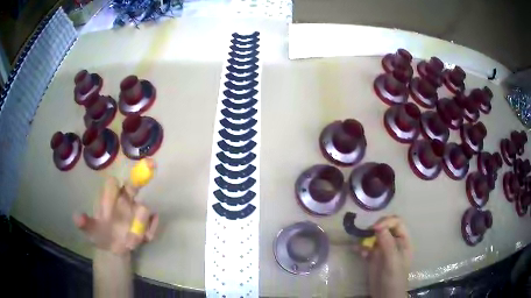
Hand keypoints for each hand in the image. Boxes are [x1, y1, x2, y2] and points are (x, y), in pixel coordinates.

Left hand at [73, 170, 158, 254]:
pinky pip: (153, 222)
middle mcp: (124, 198)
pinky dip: (150, 231)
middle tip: (152, 165)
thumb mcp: (90, 232)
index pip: (112, 184)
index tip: (107, 213)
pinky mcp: (147, 222)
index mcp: (109, 196)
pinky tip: (143, 240)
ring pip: (143, 209)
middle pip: (133, 184)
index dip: (111, 194)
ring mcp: (136, 209)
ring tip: (130, 243)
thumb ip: (85, 224)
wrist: (113, 249)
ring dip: (138, 226)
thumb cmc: (99, 235)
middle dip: (142, 174)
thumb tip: (77, 218)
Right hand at [358, 215, 411, 297]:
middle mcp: (394, 242)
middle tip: (366, 233)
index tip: (374, 229)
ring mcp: (384, 250)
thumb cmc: (394, 278)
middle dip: (376, 228)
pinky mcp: (374, 257)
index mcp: (403, 241)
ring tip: (360, 246)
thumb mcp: (392, 261)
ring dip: (367, 238)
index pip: (397, 222)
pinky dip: (362, 247)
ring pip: (375, 236)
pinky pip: (367, 247)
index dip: (387, 222)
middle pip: (386, 227)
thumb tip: (379, 227)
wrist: (385, 296)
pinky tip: (358, 252)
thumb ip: (388, 244)